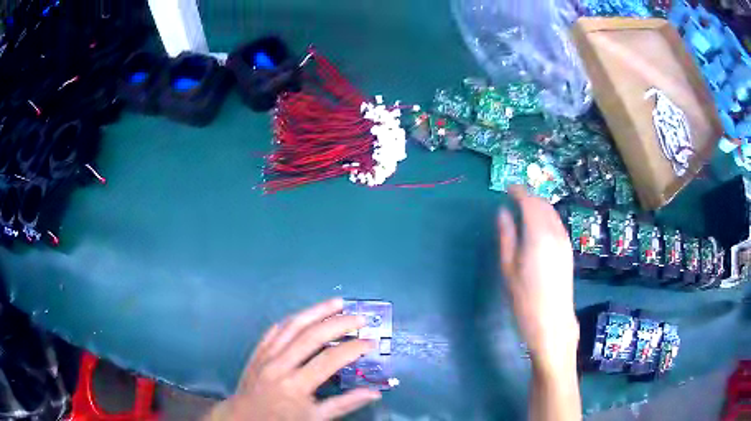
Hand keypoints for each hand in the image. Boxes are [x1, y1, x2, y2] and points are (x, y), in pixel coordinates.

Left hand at [205, 298, 380, 420]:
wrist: (244, 418)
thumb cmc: (282, 420)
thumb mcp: (315, 418)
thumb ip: (345, 404)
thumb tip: (374, 393)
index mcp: (296, 386)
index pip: (329, 360)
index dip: (353, 348)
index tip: (370, 343)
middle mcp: (280, 365)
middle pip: (312, 336)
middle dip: (339, 323)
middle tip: (359, 318)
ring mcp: (266, 355)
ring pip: (292, 325)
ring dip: (316, 311)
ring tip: (337, 302)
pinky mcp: (257, 351)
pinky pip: (275, 329)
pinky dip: (293, 320)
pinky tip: (306, 314)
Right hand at [498, 186, 578, 368]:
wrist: (552, 322)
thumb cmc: (524, 298)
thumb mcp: (508, 268)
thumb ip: (506, 236)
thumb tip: (503, 212)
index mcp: (538, 234)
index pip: (529, 202)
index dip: (519, 192)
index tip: (508, 188)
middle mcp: (555, 232)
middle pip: (543, 205)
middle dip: (529, 197)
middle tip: (514, 197)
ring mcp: (564, 241)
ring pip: (552, 213)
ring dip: (539, 206)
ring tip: (524, 209)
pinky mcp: (568, 250)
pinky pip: (557, 224)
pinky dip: (546, 217)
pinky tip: (538, 225)